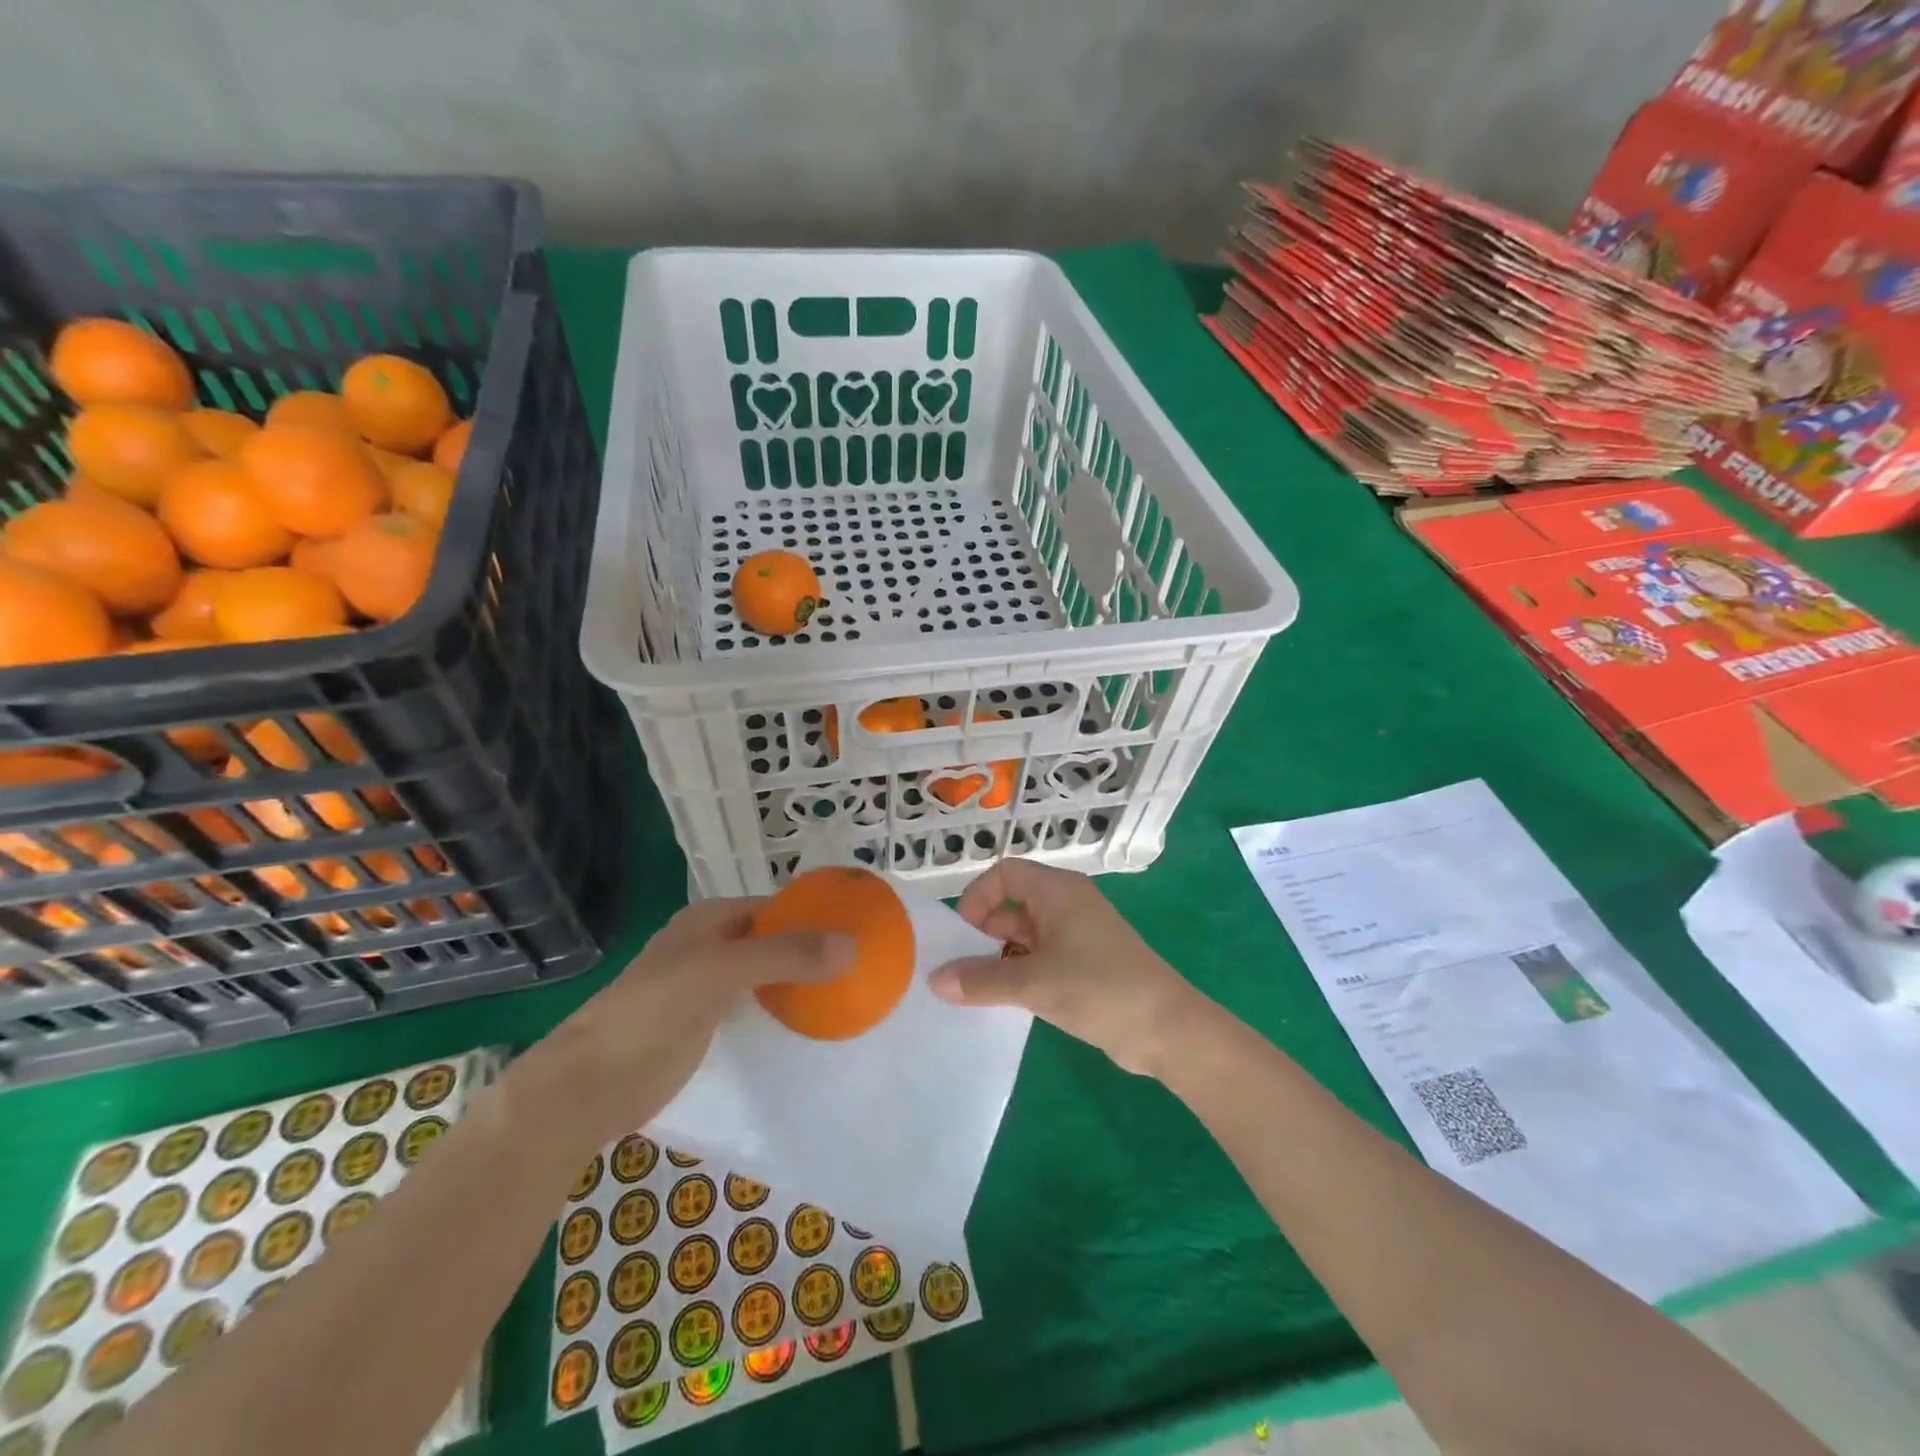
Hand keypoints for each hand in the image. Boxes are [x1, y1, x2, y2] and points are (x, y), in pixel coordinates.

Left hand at [523, 898, 852, 1146]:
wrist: (589, 1084)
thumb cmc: (653, 1011)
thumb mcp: (721, 971)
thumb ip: (785, 955)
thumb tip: (851, 944)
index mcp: (710, 920)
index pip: (775, 907)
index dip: (814, 913)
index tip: (859, 928)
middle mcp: (711, 946)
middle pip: (773, 940)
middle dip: (811, 949)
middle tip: (862, 964)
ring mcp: (707, 988)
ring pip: (766, 975)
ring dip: (799, 981)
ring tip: (848, 991)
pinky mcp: (705, 1026)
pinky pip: (755, 1008)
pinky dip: (782, 1010)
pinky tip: (811, 1023)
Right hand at [928, 861, 1202, 1075]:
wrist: (1167, 1029)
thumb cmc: (1099, 989)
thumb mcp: (1033, 983)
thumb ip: (981, 980)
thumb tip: (934, 980)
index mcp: (1057, 891)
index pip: (1004, 874)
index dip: (977, 898)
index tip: (961, 937)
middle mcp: (1067, 903)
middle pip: (1013, 903)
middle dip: (984, 932)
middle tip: (961, 969)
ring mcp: (1079, 933)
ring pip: (1026, 933)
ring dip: (1001, 956)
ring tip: (978, 989)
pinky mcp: (1087, 962)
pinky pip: (1042, 956)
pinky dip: (1021, 971)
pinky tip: (1007, 1001)